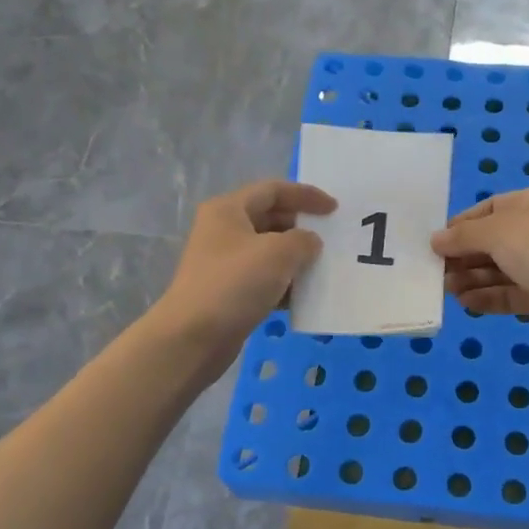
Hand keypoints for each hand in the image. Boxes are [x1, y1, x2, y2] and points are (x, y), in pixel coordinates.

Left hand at [157, 180, 335, 363]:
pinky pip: (263, 279)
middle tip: (331, 239)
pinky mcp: (228, 292)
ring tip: (323, 268)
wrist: (193, 338)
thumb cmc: (235, 284)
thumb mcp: (278, 253)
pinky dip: (284, 283)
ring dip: (296, 258)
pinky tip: (304, 296)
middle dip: (302, 227)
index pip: (273, 190)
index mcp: (228, 210)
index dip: (306, 195)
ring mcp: (224, 263)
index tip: (334, 209)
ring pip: (268, 251)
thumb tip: (310, 242)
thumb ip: (303, 240)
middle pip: (270, 218)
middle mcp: (223, 231)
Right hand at [430, 187, 528, 336]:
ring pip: (501, 270)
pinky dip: (488, 297)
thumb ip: (463, 235)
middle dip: (465, 256)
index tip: (438, 240)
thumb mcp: (496, 230)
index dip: (464, 224)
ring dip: (472, 278)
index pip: (494, 207)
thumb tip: (435, 240)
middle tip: (436, 270)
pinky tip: (465, 303)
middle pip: (495, 242)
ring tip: (446, 289)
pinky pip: (511, 294)